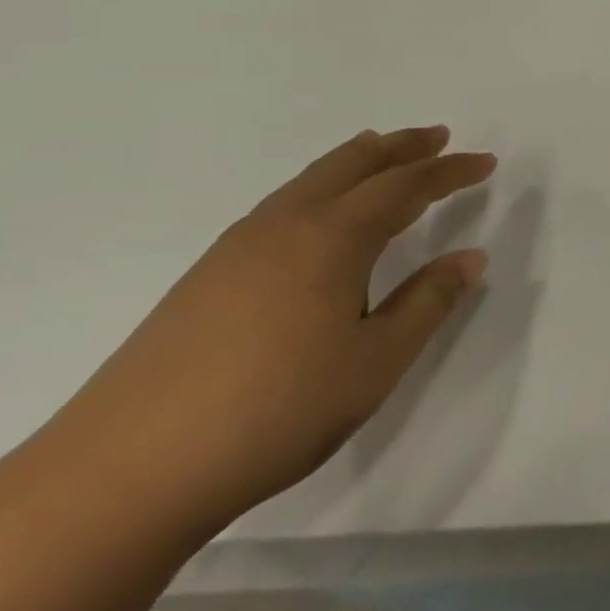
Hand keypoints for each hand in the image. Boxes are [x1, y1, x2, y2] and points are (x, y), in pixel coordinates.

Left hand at [54, 126, 496, 533]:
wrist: (123, 474)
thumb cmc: (275, 412)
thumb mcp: (376, 362)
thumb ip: (428, 302)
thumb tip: (470, 257)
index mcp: (332, 239)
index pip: (406, 186)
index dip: (450, 171)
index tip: (486, 162)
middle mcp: (284, 226)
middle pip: (352, 165)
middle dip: (400, 147)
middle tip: (437, 136)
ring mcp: (236, 249)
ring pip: (310, 180)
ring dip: (357, 162)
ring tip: (383, 155)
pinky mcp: (206, 276)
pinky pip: (281, 204)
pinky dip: (319, 187)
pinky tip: (319, 215)